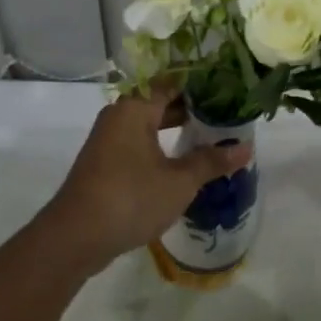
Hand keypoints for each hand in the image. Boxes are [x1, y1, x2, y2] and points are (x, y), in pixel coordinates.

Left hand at [39, 88, 251, 273]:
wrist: (75, 238)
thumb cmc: (130, 198)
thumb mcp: (179, 181)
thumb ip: (211, 161)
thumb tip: (246, 148)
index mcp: (135, 109)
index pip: (172, 82)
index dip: (201, 84)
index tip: (228, 88)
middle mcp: (119, 116)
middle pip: (160, 101)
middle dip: (193, 108)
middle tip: (226, 114)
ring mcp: (108, 140)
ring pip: (149, 124)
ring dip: (177, 128)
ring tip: (210, 136)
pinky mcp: (105, 163)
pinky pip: (139, 142)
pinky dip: (161, 145)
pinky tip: (183, 161)